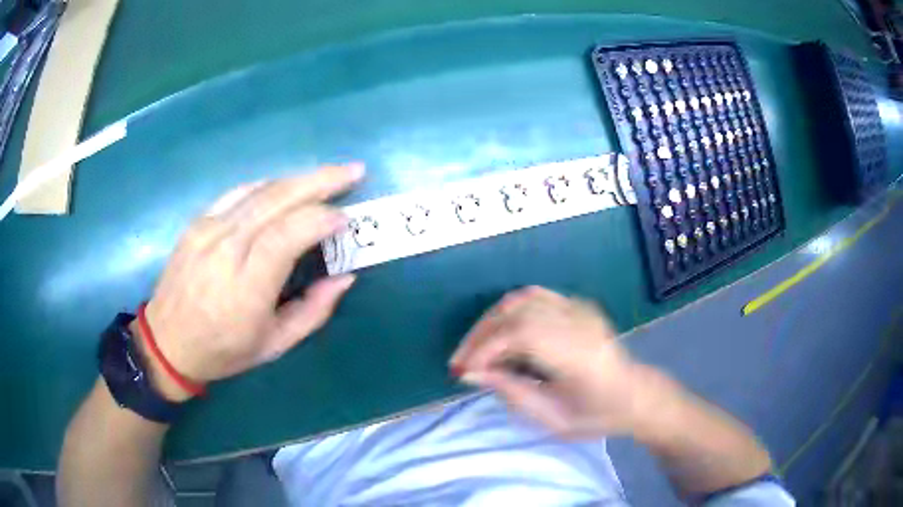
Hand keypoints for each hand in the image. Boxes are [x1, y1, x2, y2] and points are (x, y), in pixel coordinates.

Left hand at [136, 164, 363, 400]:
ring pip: (258, 190)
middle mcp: (224, 250)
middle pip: (275, 200)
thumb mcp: (274, 346)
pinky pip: (238, 192)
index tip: (345, 219)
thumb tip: (346, 277)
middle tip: (353, 171)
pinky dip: (268, 185)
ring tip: (327, 176)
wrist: (166, 342)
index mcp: (245, 289)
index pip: (286, 236)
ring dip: (298, 178)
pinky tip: (286, 186)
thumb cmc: (223, 351)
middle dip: (319, 181)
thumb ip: (313, 312)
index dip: (320, 219)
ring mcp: (206, 231)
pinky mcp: (197, 222)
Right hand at [450, 286, 674, 436]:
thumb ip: (512, 392)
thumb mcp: (553, 418)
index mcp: (580, 355)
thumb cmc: (596, 415)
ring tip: (474, 347)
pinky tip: (498, 331)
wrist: (633, 395)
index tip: (463, 371)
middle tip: (459, 361)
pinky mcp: (577, 304)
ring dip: (490, 320)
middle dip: (480, 335)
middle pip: (517, 311)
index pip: (523, 334)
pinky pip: (534, 296)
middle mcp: (580, 322)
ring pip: (522, 298)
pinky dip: (508, 310)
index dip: (486, 348)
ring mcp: (580, 308)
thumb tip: (470, 372)